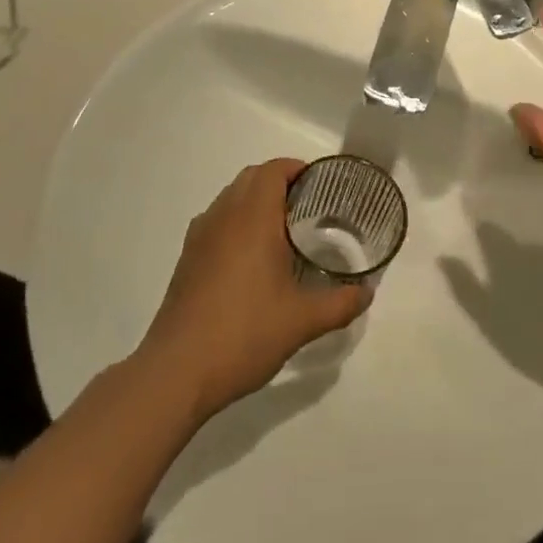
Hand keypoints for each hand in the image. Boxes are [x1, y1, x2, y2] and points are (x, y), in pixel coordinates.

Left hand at [140, 160, 369, 418]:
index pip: (274, 170)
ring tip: (282, 231)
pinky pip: (216, 221)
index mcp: (253, 217)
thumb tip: (366, 293)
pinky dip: (236, 222)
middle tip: (308, 207)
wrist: (176, 372)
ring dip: (255, 201)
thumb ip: (340, 303)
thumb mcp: (302, 322)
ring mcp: (200, 236)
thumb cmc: (244, 334)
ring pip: (231, 198)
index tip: (320, 185)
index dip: (297, 169)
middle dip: (279, 182)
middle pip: (252, 177)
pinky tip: (250, 260)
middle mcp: (224, 215)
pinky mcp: (187, 258)